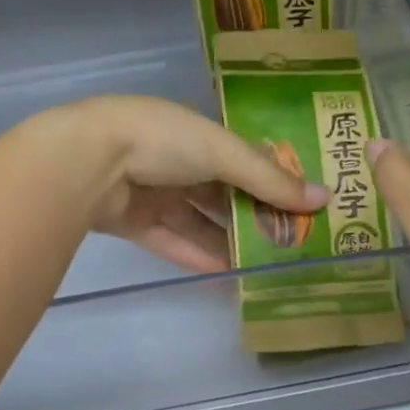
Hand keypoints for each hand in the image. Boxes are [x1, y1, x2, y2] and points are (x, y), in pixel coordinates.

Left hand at [36, 96, 329, 274]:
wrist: (86, 161)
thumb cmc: (162, 140)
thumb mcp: (223, 152)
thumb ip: (270, 179)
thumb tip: (324, 199)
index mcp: (196, 133)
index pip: (243, 159)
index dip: (271, 181)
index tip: (302, 206)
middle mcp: (175, 161)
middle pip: (222, 194)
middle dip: (253, 217)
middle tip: (289, 243)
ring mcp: (152, 192)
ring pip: (198, 221)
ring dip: (228, 241)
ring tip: (265, 266)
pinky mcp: (133, 222)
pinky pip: (173, 241)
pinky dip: (197, 256)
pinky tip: (228, 275)